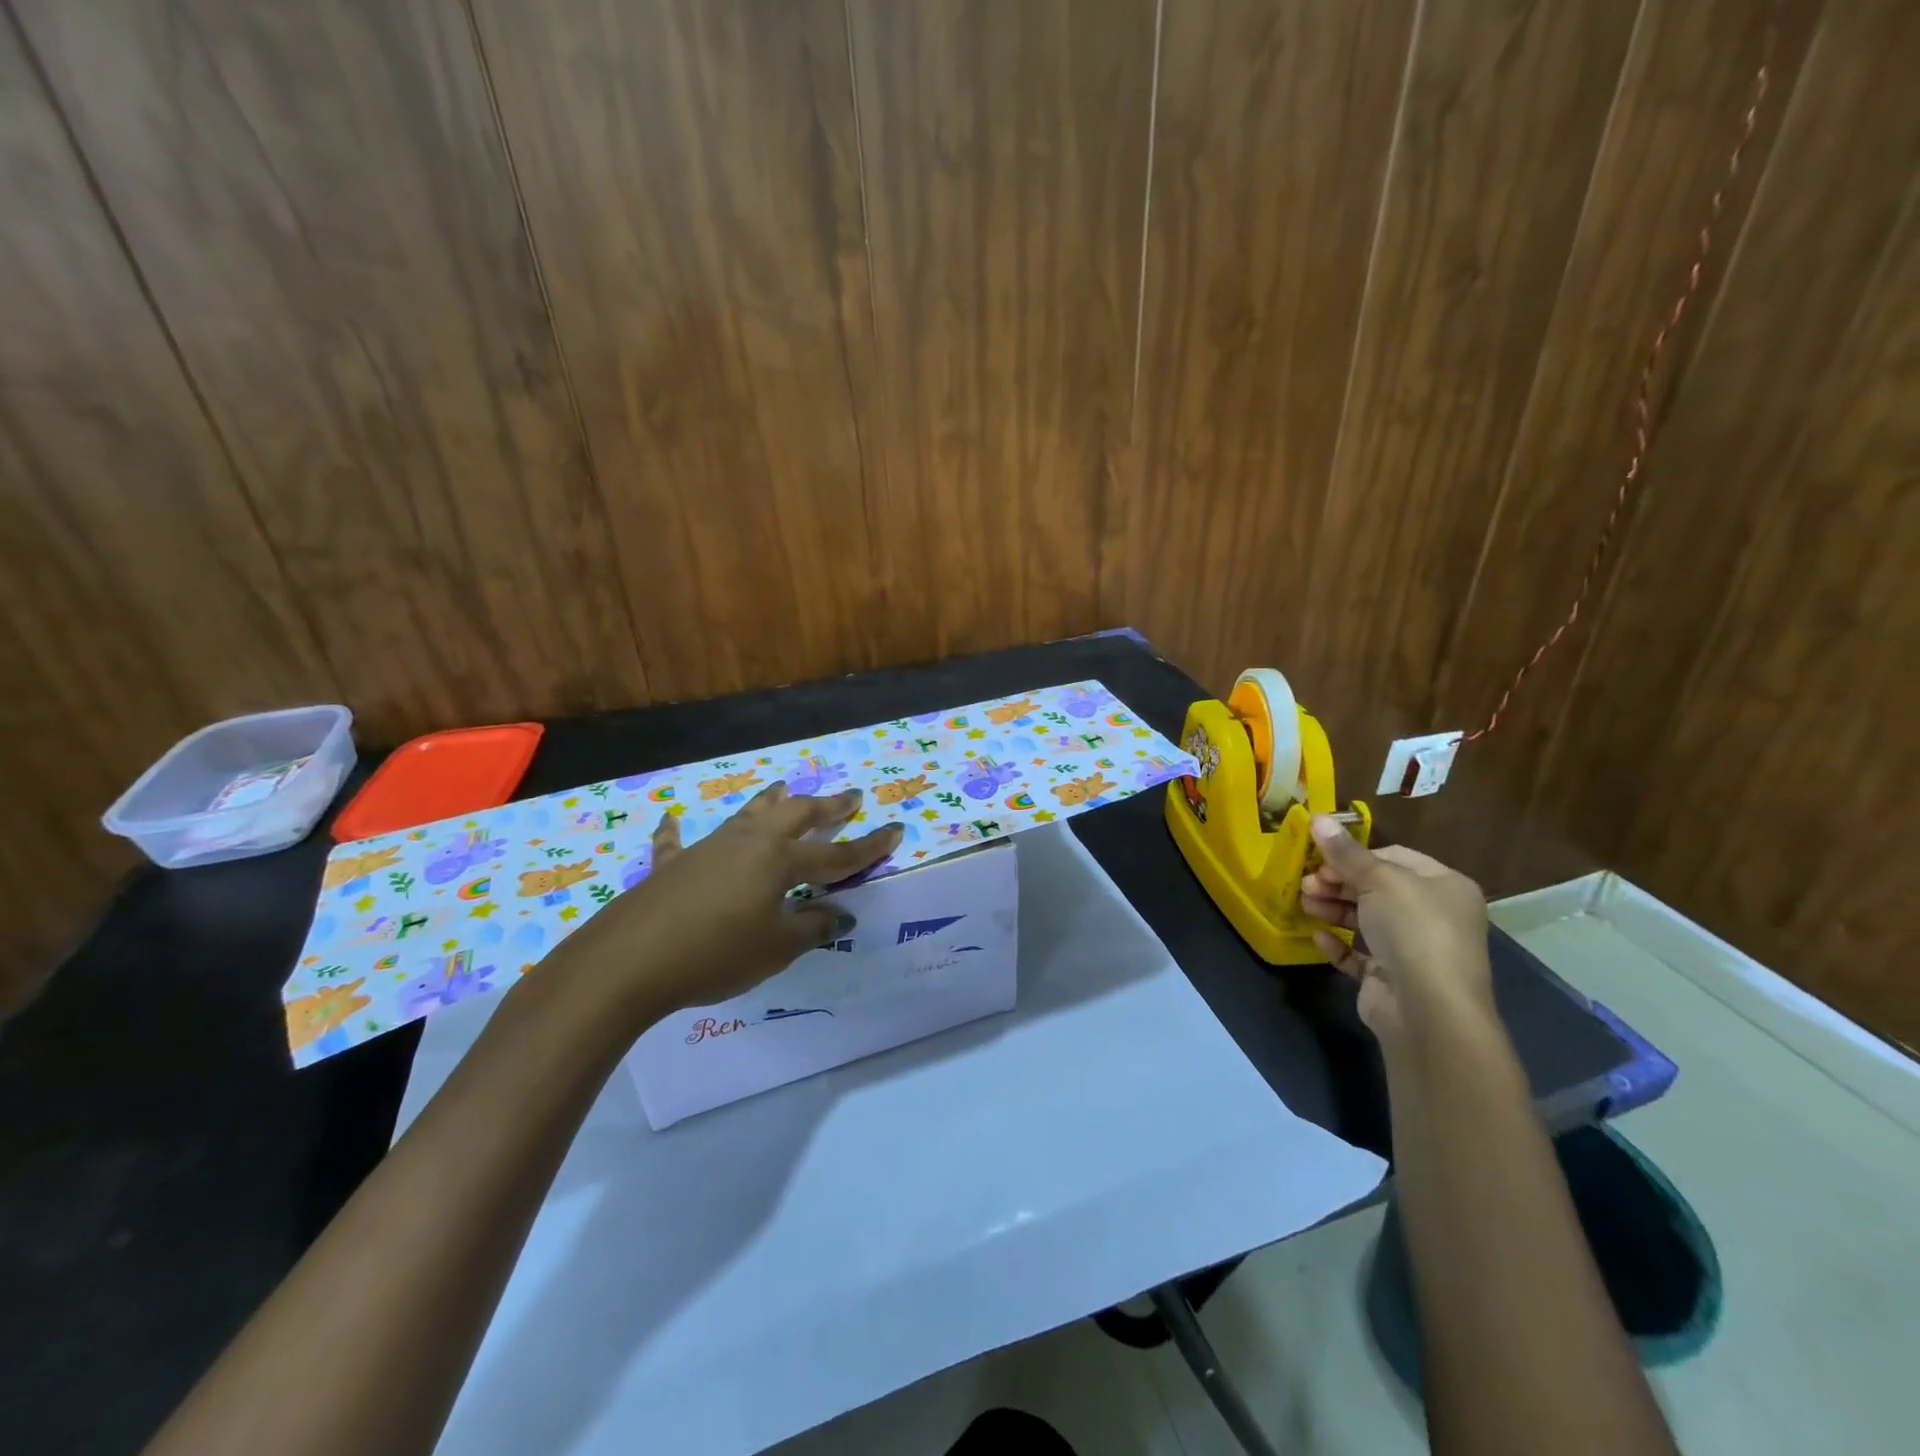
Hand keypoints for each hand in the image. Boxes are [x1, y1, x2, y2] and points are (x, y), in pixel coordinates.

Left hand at [562, 783, 902, 1024]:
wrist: (629, 960)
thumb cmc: (716, 953)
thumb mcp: (776, 948)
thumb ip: (812, 927)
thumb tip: (840, 914)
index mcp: (779, 861)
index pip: (836, 853)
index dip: (869, 846)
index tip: (896, 829)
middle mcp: (748, 843)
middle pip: (795, 815)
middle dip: (827, 806)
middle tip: (851, 797)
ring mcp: (708, 848)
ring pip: (746, 815)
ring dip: (769, 801)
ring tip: (784, 785)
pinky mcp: (671, 865)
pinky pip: (678, 842)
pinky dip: (677, 831)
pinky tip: (671, 819)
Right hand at [1300, 815, 1494, 1044]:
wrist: (1429, 1011)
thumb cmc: (1413, 930)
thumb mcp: (1378, 880)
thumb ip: (1345, 852)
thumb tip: (1316, 817)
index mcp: (1444, 886)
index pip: (1394, 856)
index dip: (1354, 855)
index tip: (1318, 857)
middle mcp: (1434, 915)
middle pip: (1376, 888)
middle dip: (1337, 883)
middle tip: (1305, 883)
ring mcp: (1414, 950)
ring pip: (1365, 920)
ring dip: (1332, 909)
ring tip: (1304, 904)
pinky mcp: (1393, 978)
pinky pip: (1360, 954)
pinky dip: (1338, 944)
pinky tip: (1318, 937)